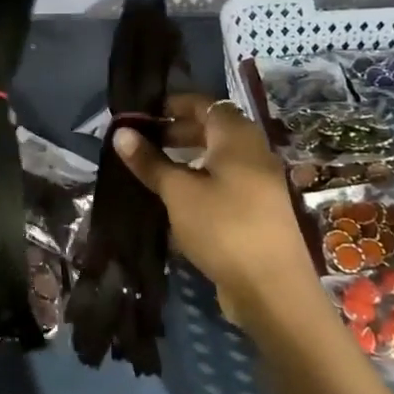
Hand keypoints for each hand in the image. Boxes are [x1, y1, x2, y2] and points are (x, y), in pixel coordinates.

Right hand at [113, 93, 318, 329]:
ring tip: (155, 170)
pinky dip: (201, 180)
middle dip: (178, 131)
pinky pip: (226, 182)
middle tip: (143, 142)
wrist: (272, 289)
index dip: (174, 104)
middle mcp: (253, 152)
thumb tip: (121, 132)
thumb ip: (150, 161)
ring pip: (219, 157)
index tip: (143, 114)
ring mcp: (260, 182)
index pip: (205, 104)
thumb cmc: (223, 227)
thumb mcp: (178, 192)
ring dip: (188, 158)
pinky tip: (178, 199)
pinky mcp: (258, 210)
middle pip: (213, 129)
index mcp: (237, 138)